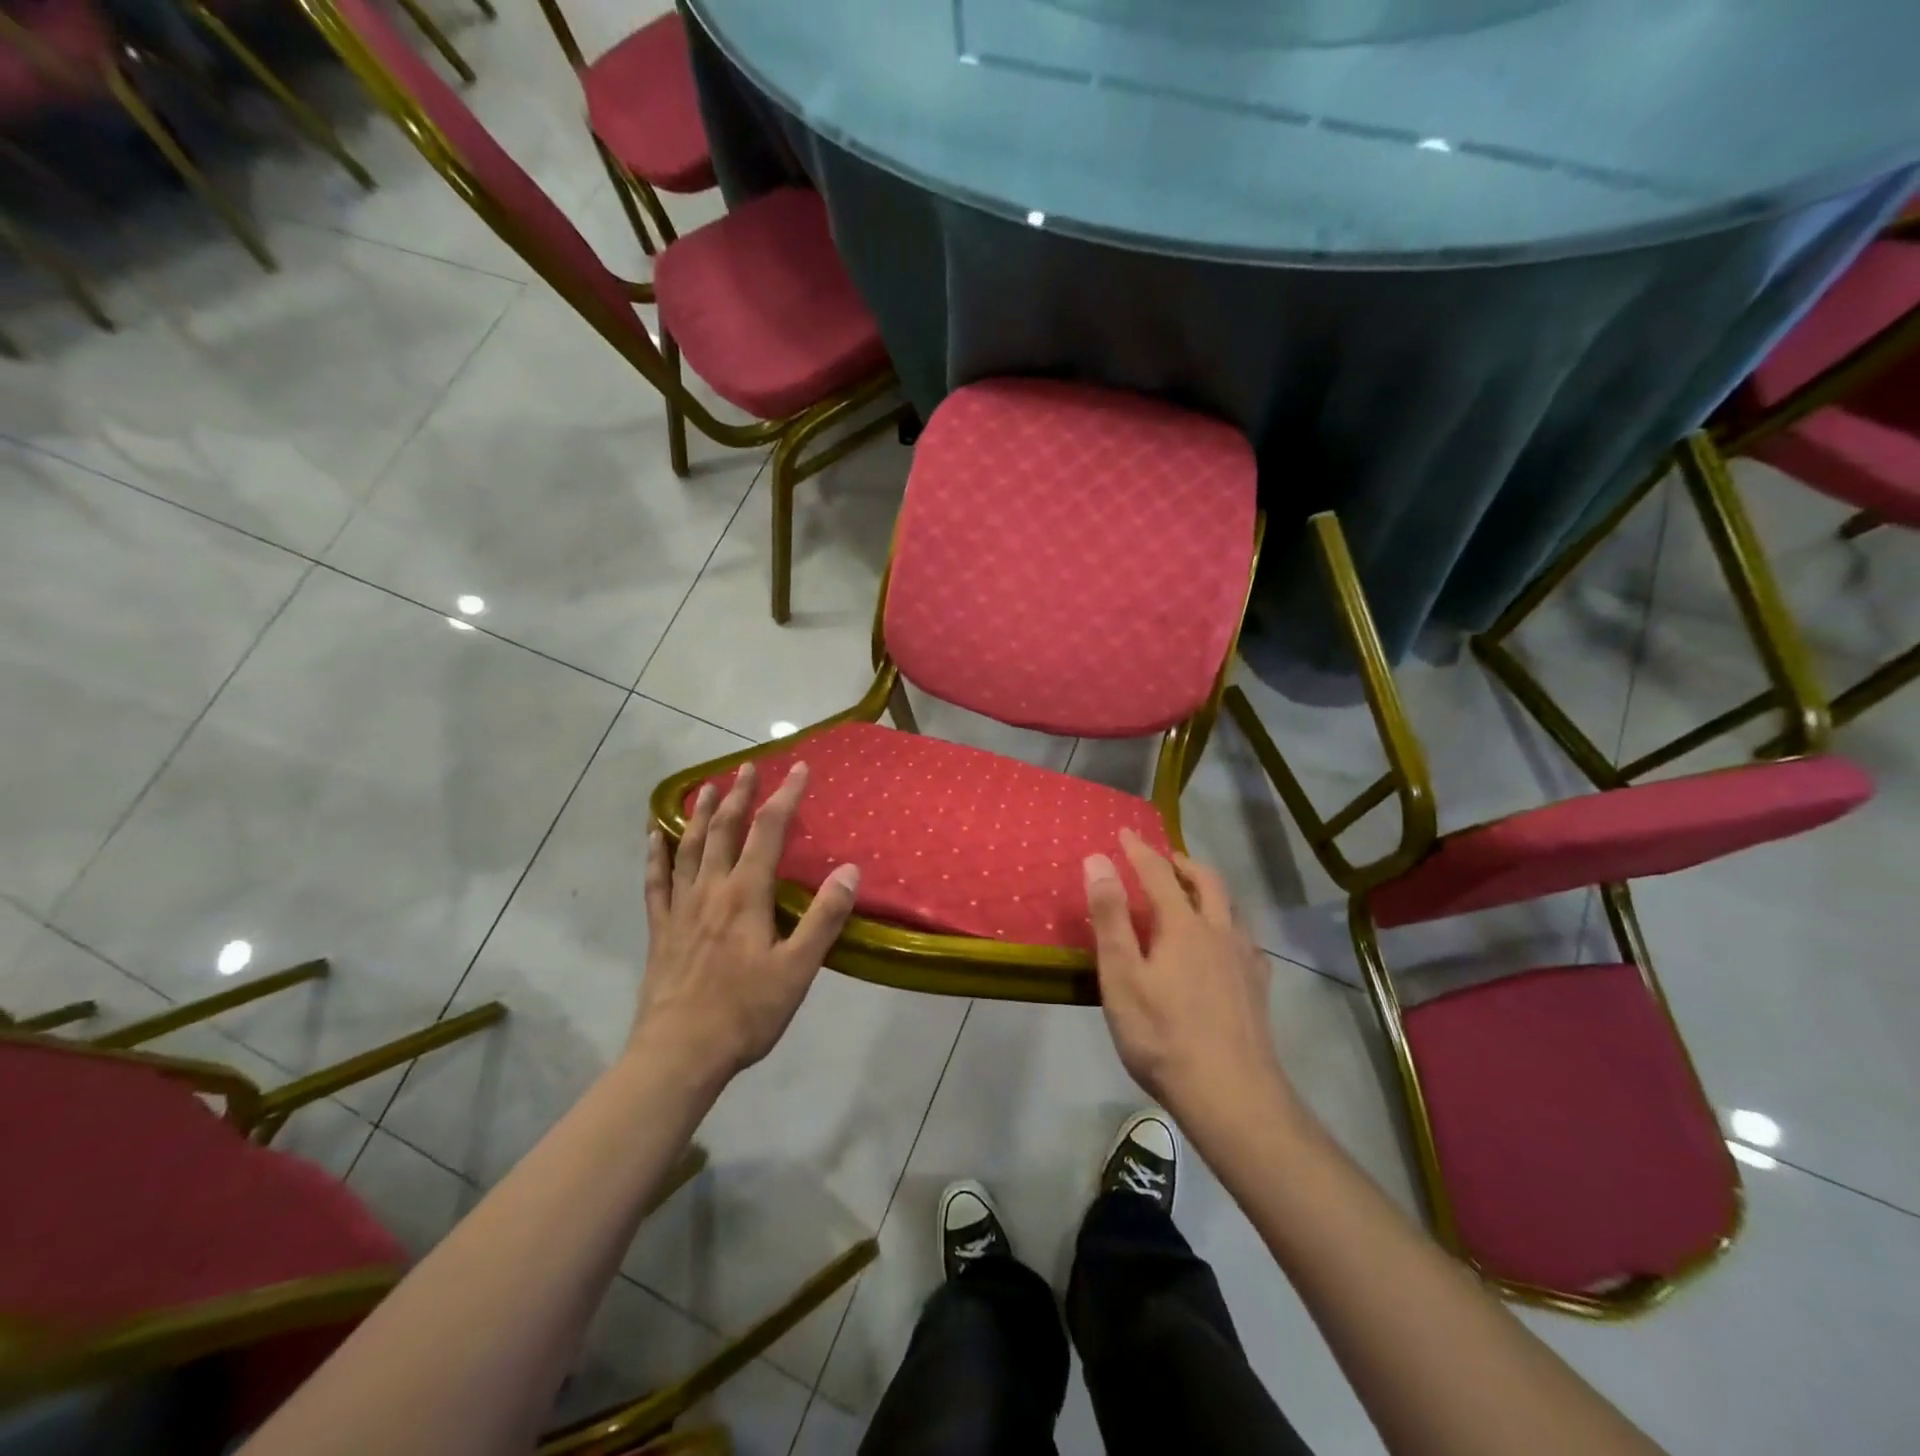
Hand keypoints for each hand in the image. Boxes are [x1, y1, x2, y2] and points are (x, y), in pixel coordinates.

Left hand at [633, 761, 859, 1085]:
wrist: (679, 1054)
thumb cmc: (745, 1012)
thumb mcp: (798, 968)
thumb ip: (824, 917)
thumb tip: (849, 870)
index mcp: (745, 895)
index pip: (769, 831)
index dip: (785, 796)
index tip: (798, 768)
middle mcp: (710, 890)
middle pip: (725, 830)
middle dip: (740, 795)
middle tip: (748, 767)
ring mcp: (680, 908)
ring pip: (689, 847)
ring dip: (701, 814)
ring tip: (708, 787)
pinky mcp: (660, 929)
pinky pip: (656, 881)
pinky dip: (655, 854)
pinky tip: (653, 836)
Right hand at [1084, 830, 1293, 1128]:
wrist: (1231, 1095)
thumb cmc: (1163, 1035)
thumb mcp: (1122, 975)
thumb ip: (1110, 916)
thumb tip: (1098, 860)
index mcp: (1183, 925)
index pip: (1159, 873)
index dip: (1139, 850)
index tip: (1125, 832)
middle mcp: (1219, 931)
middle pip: (1207, 882)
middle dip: (1182, 863)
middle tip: (1164, 859)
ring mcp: (1245, 960)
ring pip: (1232, 908)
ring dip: (1209, 890)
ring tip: (1193, 895)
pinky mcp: (1258, 988)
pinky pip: (1245, 939)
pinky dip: (1228, 924)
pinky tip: (1223, 946)